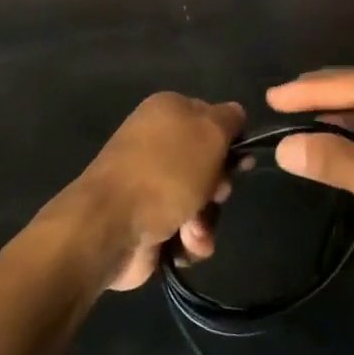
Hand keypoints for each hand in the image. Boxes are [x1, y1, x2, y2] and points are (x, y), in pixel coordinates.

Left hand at [67, 93, 243, 291]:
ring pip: (201, 200)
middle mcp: (157, 143)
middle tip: (214, 194)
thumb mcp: (209, 132)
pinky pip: (186, 228)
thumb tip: (235, 114)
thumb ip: (229, 119)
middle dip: (218, 186)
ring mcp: (151, 184)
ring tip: (193, 229)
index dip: (230, 141)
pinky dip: (190, 238)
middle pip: (210, 164)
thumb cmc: (165, 171)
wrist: (112, 225)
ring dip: (206, 218)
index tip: (241, 162)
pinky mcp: (148, 220)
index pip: (213, 118)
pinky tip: (183, 243)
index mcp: (167, 111)